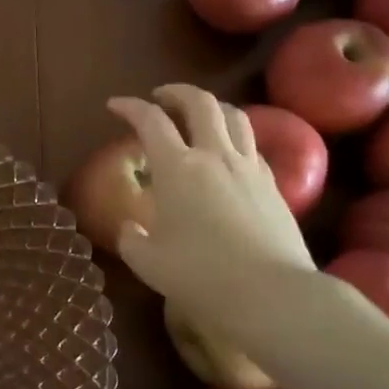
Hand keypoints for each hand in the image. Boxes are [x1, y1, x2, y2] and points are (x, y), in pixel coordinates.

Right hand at [106, 85, 318, 334]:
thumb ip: (132, 240)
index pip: (150, 120)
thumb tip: (130, 228)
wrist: (273, 295)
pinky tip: (228, 156)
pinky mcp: (274, 186)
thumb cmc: (201, 276)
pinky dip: (235, 139)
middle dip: (176, 92)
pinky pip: (253, 146)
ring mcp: (249, 168)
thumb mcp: (149, 263)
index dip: (130, 106)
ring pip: (235, 116)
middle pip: (200, 103)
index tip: (114, 105)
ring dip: (212, 107)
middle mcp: (214, 155)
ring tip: (199, 115)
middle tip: (160, 97)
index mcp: (176, 167)